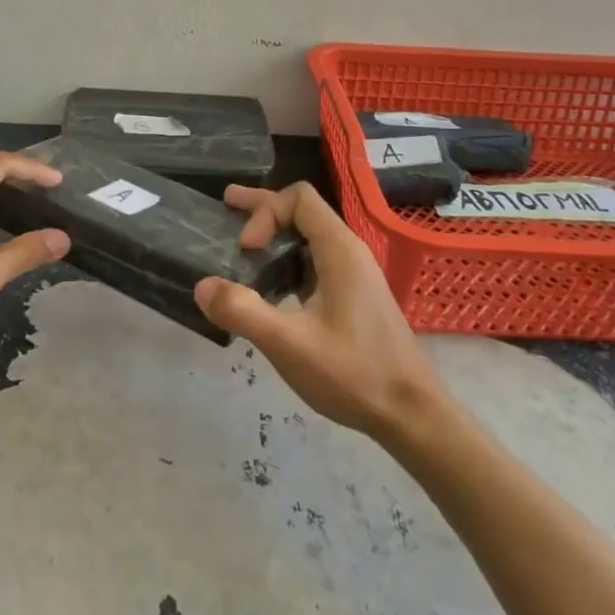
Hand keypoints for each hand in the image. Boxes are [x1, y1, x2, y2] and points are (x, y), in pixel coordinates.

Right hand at [194, 182, 447, 437]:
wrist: (412, 415)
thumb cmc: (354, 374)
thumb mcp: (290, 344)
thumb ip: (243, 312)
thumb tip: (202, 286)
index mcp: (339, 250)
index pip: (298, 199)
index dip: (265, 212)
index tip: (245, 249)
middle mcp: (349, 253)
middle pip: (303, 211)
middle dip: (263, 208)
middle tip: (226, 203)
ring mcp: (354, 275)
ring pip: (309, 236)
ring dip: (274, 234)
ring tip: (241, 244)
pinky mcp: (353, 297)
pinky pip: (315, 261)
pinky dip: (286, 258)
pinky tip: (268, 283)